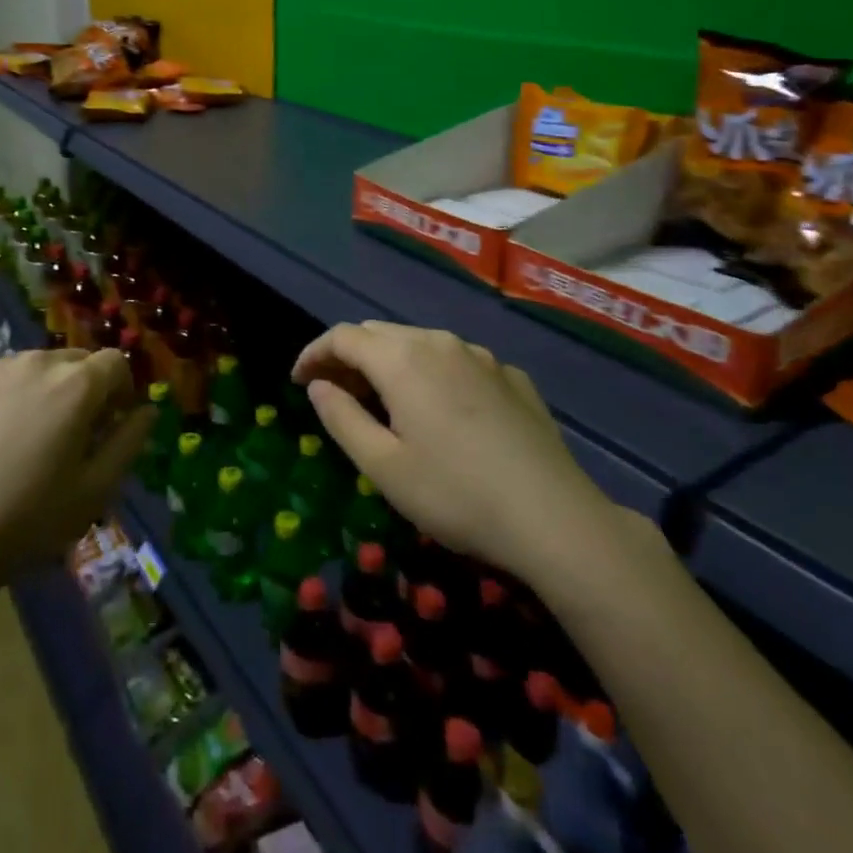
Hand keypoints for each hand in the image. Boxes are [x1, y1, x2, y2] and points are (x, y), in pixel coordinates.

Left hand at [0, 349, 153, 599]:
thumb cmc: (23, 522)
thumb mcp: (94, 493)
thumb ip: (129, 443)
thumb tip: (145, 411)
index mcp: (75, 384)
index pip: (114, 363)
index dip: (120, 391)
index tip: (109, 426)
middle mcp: (33, 361)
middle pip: (71, 361)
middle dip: (80, 390)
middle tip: (65, 439)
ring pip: (27, 370)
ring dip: (36, 393)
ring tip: (17, 443)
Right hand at [293, 322, 611, 582]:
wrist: (555, 518)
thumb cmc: (456, 494)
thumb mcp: (384, 467)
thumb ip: (342, 418)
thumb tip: (319, 386)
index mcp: (403, 358)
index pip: (343, 337)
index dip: (314, 353)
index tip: (298, 381)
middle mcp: (440, 342)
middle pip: (380, 334)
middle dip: (349, 357)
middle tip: (333, 393)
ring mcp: (481, 356)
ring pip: (420, 344)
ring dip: (390, 364)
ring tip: (382, 401)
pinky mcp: (511, 376)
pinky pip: (457, 362)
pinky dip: (432, 374)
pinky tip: (440, 411)